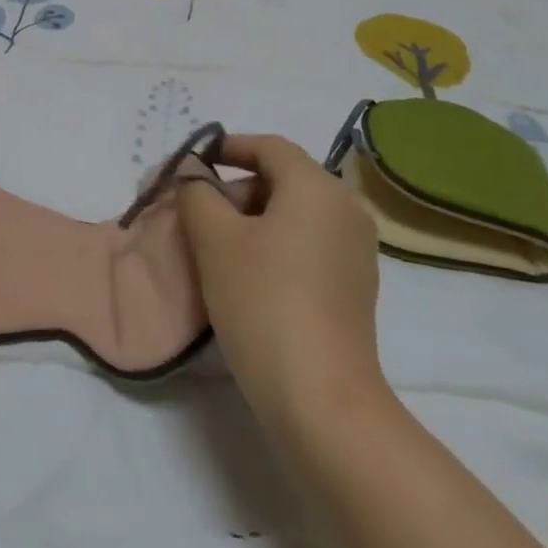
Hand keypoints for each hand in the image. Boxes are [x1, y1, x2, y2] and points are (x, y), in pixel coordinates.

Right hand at [178, 133, 384, 422]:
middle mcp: (346, 210)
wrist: (320, 399)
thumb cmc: (263, 301)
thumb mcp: (214, 239)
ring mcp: (355, 252)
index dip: (227, 147)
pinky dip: (272, 245)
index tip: (191, 163)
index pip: (268, 147)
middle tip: (193, 213)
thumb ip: (196, 192)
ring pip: (292, 215)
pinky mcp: (353, 288)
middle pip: (281, 180)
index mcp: (318, 187)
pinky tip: (243, 276)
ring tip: (210, 247)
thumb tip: (192, 174)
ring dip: (249, 220)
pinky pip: (306, 245)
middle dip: (233, 190)